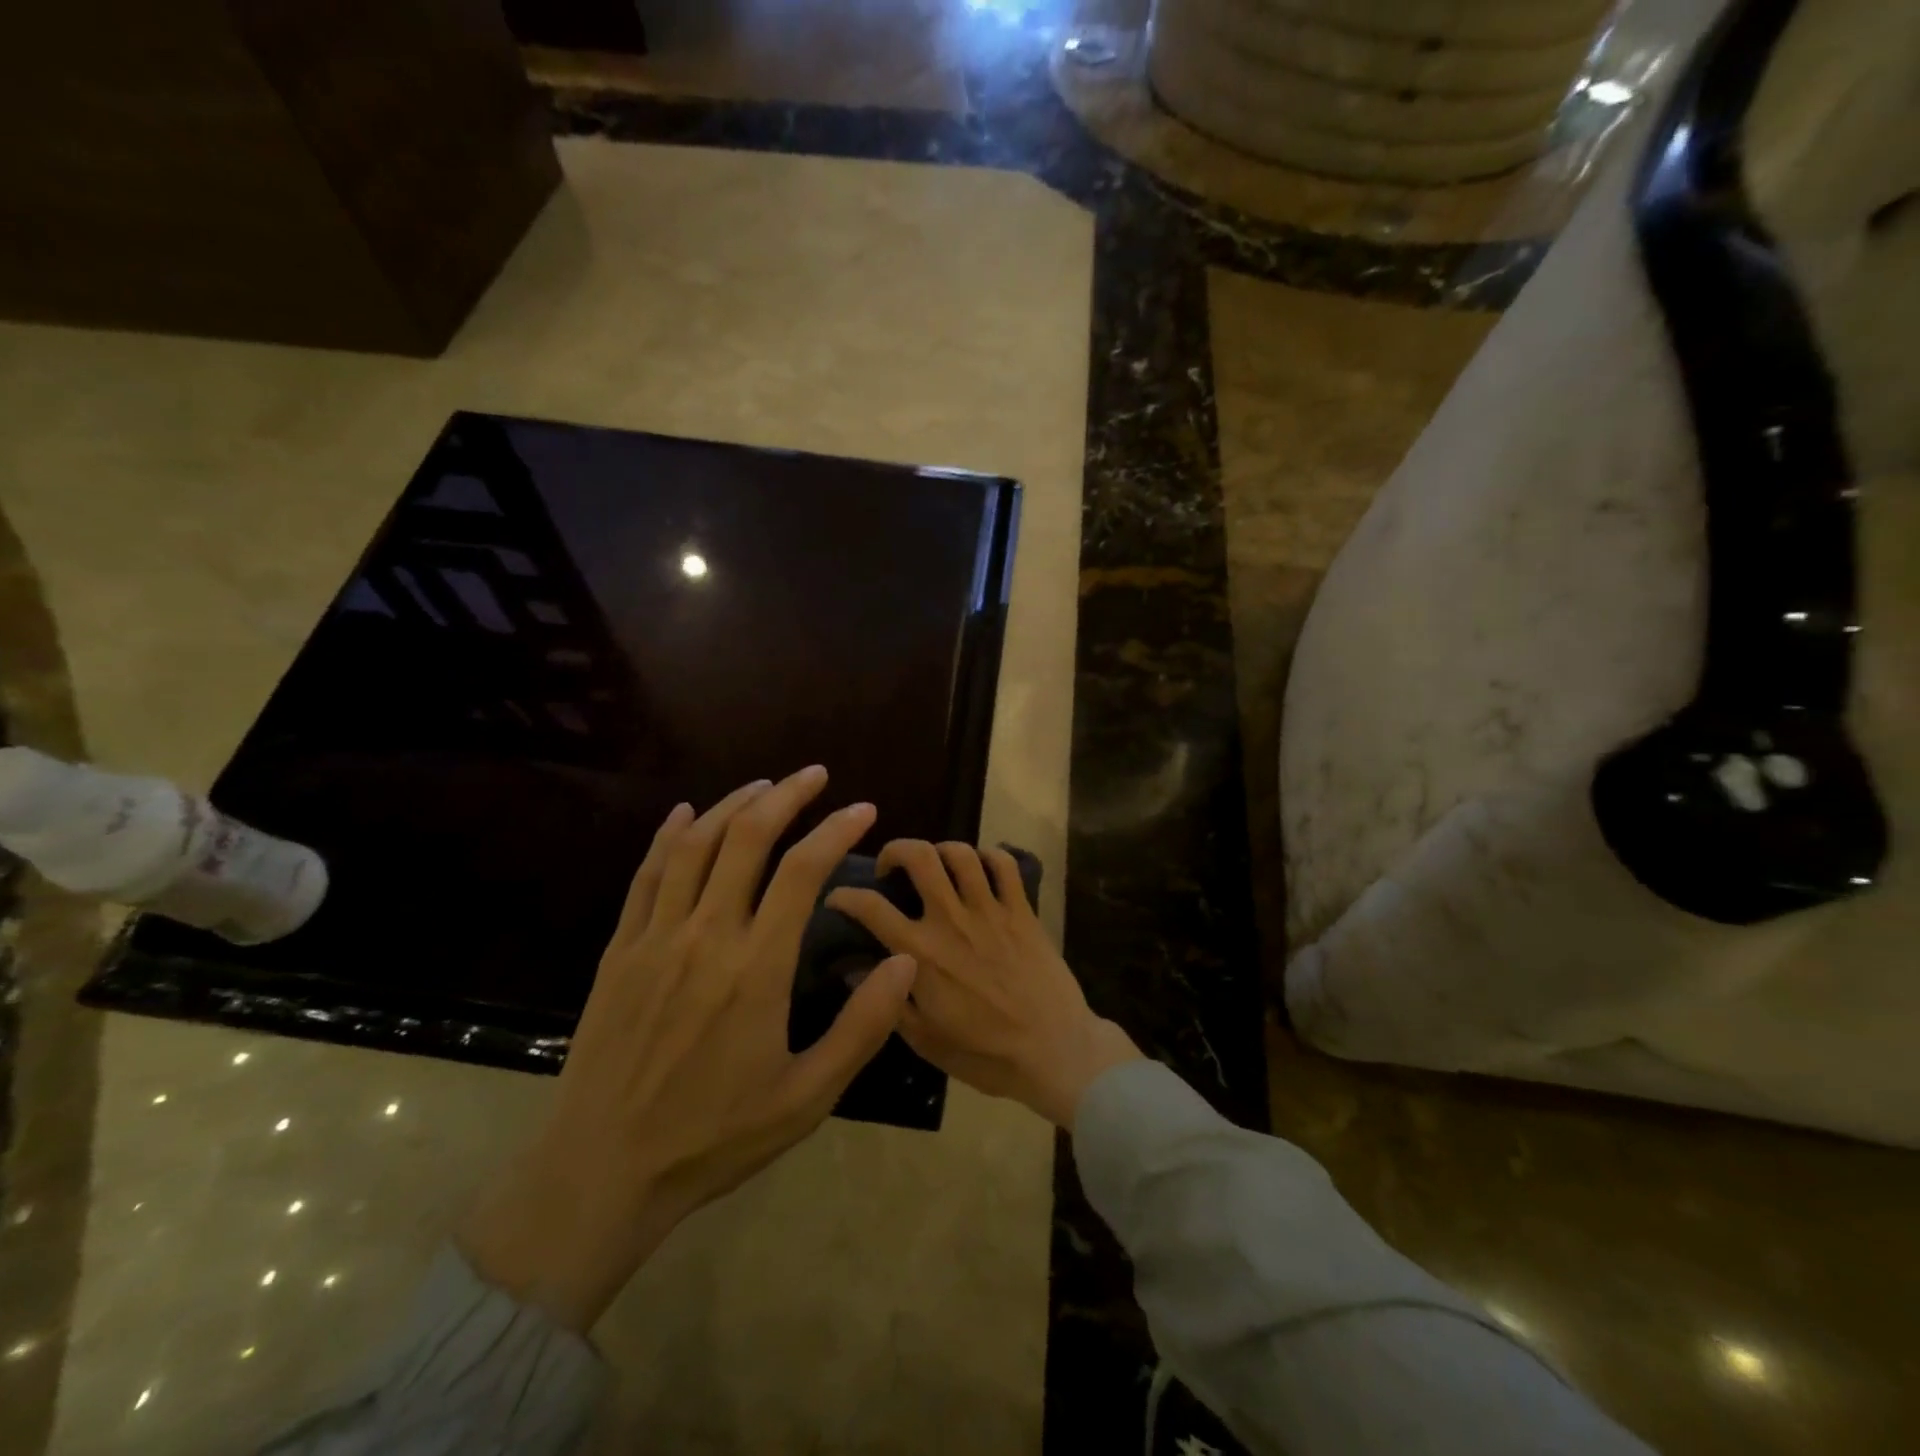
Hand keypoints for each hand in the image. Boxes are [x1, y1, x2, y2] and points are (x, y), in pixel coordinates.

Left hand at [459, 767, 916, 1331]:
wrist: (601, 1172)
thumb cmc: (714, 1137)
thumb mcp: (807, 1097)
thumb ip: (862, 1027)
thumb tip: (905, 961)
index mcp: (755, 968)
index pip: (802, 871)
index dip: (836, 830)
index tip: (862, 809)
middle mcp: (705, 936)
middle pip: (747, 839)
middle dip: (786, 796)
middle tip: (815, 775)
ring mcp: (654, 938)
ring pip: (695, 846)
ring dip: (732, 805)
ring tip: (764, 785)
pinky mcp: (619, 950)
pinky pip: (646, 875)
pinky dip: (669, 836)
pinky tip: (684, 814)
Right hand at [827, 841, 1140, 1129]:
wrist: (1053, 1051)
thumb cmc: (985, 1053)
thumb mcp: (925, 1040)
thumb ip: (887, 1001)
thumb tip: (852, 969)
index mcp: (920, 952)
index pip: (871, 907)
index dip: (846, 895)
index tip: (838, 896)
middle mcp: (951, 920)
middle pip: (919, 857)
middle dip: (896, 849)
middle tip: (891, 867)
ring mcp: (990, 910)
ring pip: (961, 853)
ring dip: (941, 850)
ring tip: (936, 866)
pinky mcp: (1022, 910)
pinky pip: (1005, 864)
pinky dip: (990, 855)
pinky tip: (981, 867)